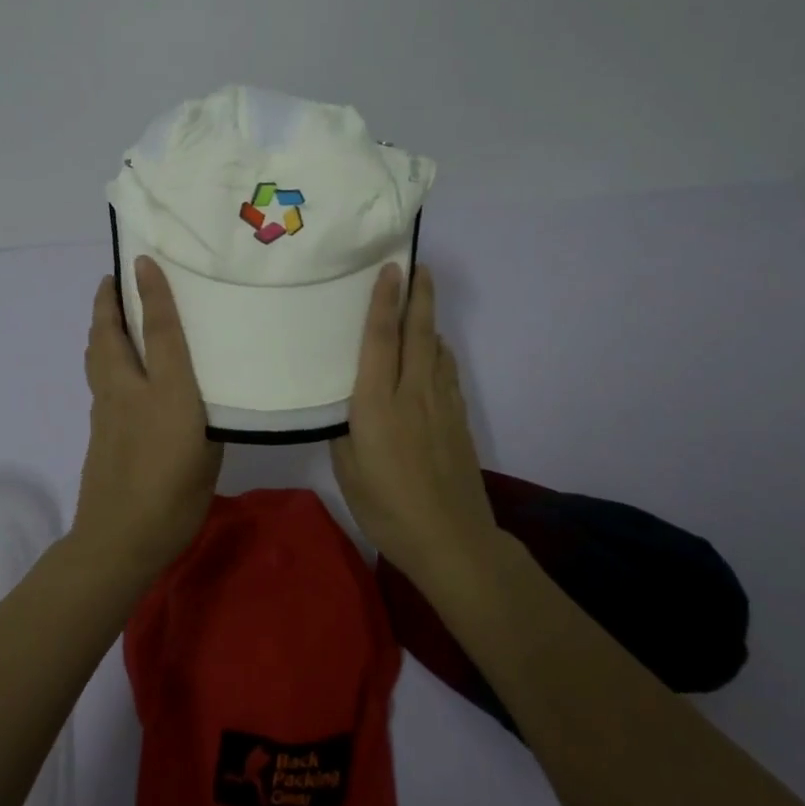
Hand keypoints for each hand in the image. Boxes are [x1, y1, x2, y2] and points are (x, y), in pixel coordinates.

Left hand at [72, 256, 223, 576]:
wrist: (119, 540)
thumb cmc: (175, 499)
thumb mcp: (209, 456)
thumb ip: (208, 422)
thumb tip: (201, 402)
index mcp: (167, 396)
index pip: (160, 334)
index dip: (155, 295)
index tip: (144, 262)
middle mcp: (131, 393)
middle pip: (111, 336)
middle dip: (107, 304)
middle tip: (112, 280)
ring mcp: (107, 411)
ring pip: (97, 356)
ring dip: (100, 328)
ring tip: (109, 313)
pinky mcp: (96, 428)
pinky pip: (98, 378)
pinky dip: (102, 357)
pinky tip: (115, 365)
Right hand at [330, 264, 498, 585]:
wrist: (451, 539)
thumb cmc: (388, 508)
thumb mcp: (349, 471)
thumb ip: (344, 431)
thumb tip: (346, 406)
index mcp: (378, 404)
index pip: (381, 340)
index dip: (384, 301)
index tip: (390, 269)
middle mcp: (413, 393)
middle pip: (418, 332)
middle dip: (419, 296)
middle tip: (420, 266)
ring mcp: (442, 405)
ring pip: (436, 349)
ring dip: (430, 320)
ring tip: (423, 300)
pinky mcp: (459, 419)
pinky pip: (447, 372)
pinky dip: (440, 351)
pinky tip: (435, 351)